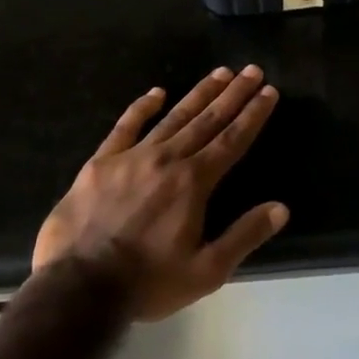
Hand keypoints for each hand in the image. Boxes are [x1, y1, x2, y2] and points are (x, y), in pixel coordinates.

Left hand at [31, 67, 287, 320]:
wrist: (78, 288)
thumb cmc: (148, 282)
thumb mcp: (207, 271)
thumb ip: (244, 236)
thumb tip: (281, 208)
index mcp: (194, 183)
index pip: (232, 140)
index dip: (253, 114)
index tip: (269, 91)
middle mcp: (167, 160)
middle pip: (207, 120)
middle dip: (233, 94)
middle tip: (252, 70)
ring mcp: (131, 157)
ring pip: (173, 117)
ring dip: (199, 94)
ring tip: (220, 73)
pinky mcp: (100, 163)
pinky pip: (125, 127)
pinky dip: (142, 107)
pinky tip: (156, 92)